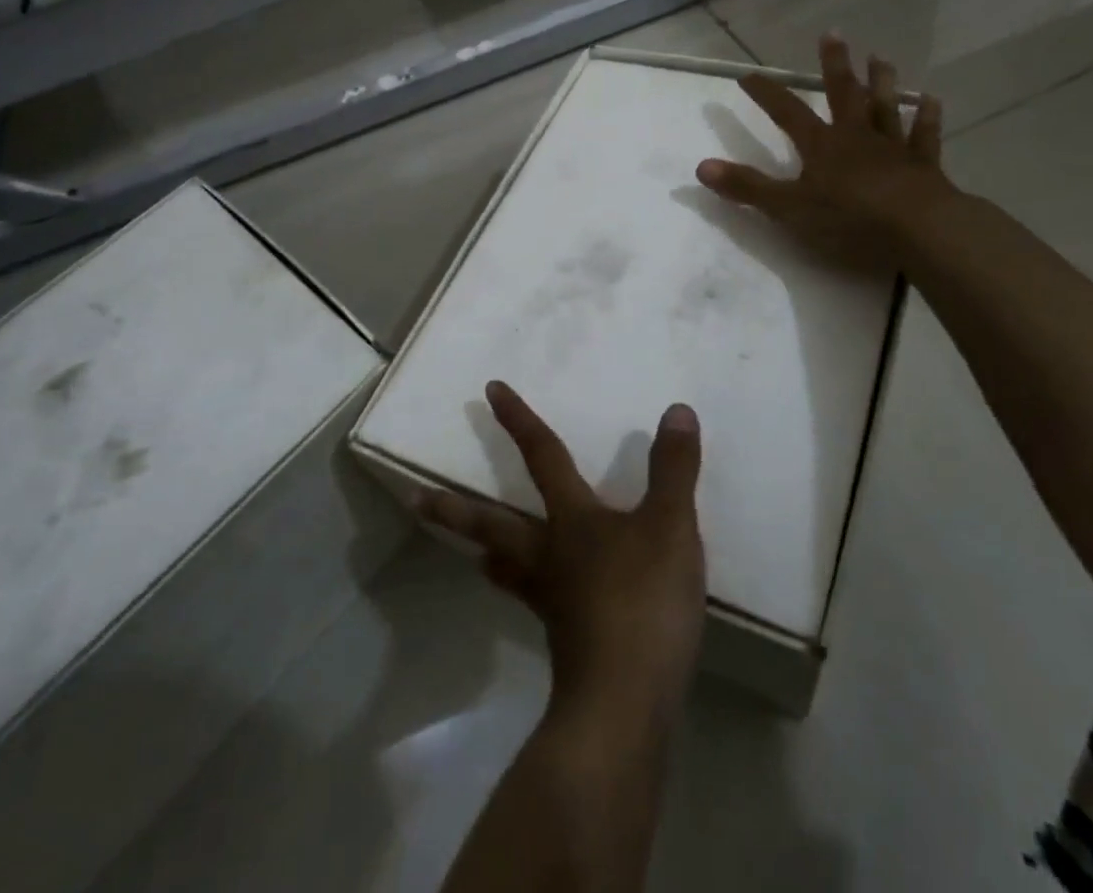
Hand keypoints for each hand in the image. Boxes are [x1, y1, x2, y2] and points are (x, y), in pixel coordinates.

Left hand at [418, 381, 706, 716]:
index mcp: (571, 519)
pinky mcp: (565, 642)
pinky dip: (528, 593)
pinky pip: (539, 605)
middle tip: (416, 500)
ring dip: (489, 553)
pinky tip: (542, 604)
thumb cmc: (643, 600)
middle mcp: (550, 554)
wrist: (625, 702)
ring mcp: (552, 601)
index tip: (489, 391)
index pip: (542, 455)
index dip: (518, 421)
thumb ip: (673, 469)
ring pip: (510, 567)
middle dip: (456, 510)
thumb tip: (676, 410)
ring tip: (473, 553)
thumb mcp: (670, 526)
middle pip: (495, 523)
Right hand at [696, 34, 948, 263]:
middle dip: (834, 65)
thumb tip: (701, 168)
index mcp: (821, 145)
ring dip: (882, 82)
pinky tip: (932, 100)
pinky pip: (924, 136)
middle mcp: (856, 136)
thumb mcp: (788, 208)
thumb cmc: (849, 218)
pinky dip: (927, 118)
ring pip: (885, 107)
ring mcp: (892, 148)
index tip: (748, 74)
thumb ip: (747, 187)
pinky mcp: (923, 166)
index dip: (766, 93)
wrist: (918, 229)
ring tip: (880, 57)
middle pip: (843, 94)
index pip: (786, 112)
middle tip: (832, 34)